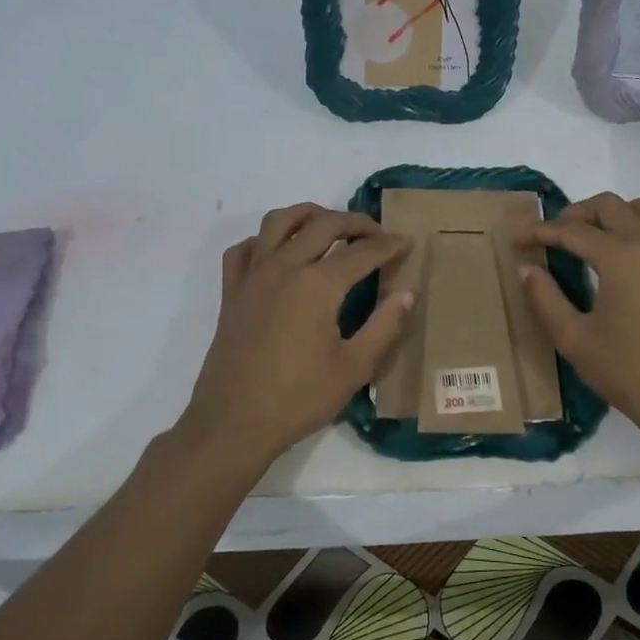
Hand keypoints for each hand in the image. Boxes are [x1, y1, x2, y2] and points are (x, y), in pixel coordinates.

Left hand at [180, 204, 413, 465]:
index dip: (388, 245)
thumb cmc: (298, 400)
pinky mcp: (232, 291)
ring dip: (309, 215)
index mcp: (318, 285)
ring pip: (279, 221)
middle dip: (355, 223)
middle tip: (376, 234)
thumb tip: (407, 294)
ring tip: (329, 227)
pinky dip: (265, 240)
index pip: (362, 252)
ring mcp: (253, 275)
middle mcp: (284, 267)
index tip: (406, 243)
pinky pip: (246, 248)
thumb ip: (385, 326)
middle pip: (323, 224)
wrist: (233, 423)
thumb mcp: (354, 368)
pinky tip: (280, 253)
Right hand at [517, 192, 639, 435]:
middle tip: (552, 237)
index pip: (572, 231)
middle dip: (575, 214)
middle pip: (609, 206)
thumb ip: (545, 298)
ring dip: (618, 212)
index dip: (540, 232)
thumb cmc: (627, 372)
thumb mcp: (573, 339)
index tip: (516, 238)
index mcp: (621, 257)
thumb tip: (527, 269)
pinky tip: (635, 258)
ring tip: (596, 237)